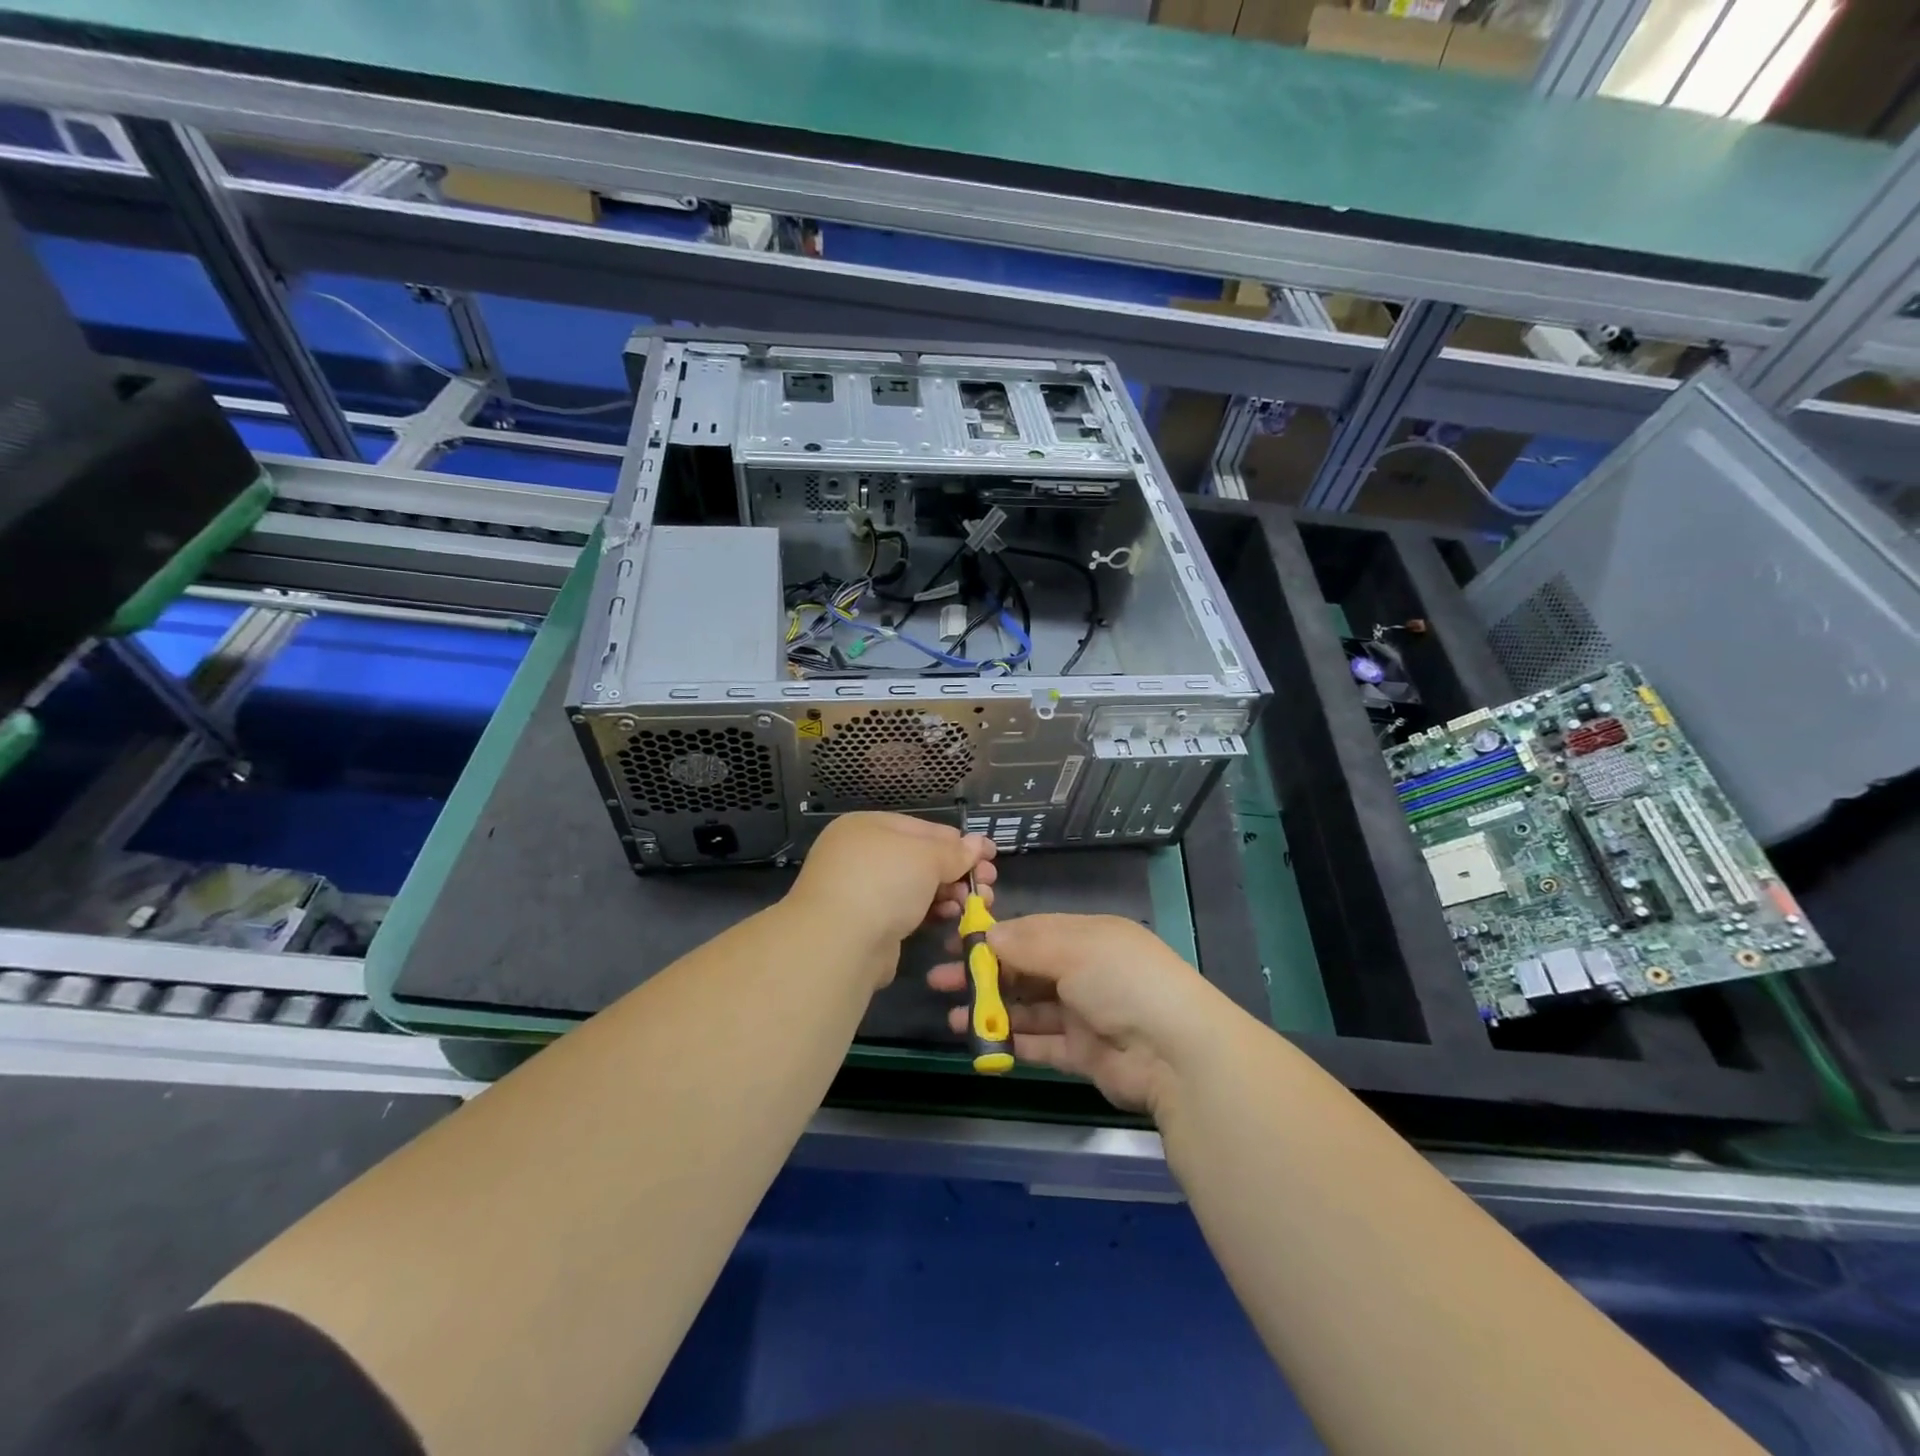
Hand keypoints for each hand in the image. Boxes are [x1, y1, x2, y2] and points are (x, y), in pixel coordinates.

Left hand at [787, 813, 996, 987]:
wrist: (839, 943)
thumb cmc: (884, 882)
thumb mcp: (926, 858)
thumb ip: (954, 852)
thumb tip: (977, 844)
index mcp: (868, 826)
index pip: (923, 828)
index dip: (959, 842)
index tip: (990, 855)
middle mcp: (861, 854)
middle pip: (920, 858)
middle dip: (957, 871)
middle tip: (988, 884)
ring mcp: (862, 890)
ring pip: (915, 887)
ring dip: (949, 894)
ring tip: (977, 903)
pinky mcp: (867, 923)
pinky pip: (906, 911)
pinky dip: (930, 912)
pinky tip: (952, 918)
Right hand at [928, 913, 1231, 1115]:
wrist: (1175, 1052)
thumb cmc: (1122, 981)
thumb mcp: (1073, 948)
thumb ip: (1026, 943)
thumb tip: (987, 934)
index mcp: (1087, 937)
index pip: (1031, 932)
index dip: (993, 938)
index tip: (955, 944)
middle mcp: (1085, 972)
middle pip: (1024, 970)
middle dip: (983, 975)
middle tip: (939, 982)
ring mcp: (1084, 1014)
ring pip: (1028, 1009)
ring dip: (991, 1011)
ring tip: (952, 1018)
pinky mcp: (1083, 1054)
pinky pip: (1040, 1045)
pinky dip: (1011, 1043)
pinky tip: (980, 1045)